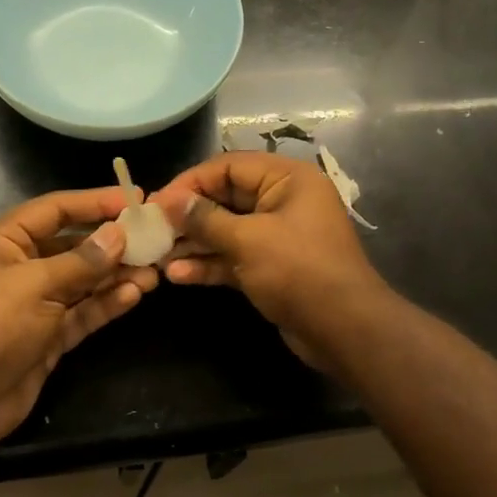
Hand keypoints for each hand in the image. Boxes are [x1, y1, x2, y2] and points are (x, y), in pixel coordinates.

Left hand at [0, 187, 158, 453]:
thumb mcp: (36, 285)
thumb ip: (82, 260)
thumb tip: (119, 234)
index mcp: (4, 241)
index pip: (55, 210)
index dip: (95, 201)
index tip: (135, 198)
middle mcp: (20, 267)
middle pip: (73, 245)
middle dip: (112, 243)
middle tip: (154, 239)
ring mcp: (35, 303)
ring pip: (83, 281)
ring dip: (116, 275)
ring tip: (154, 271)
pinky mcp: (48, 336)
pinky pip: (82, 312)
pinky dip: (106, 303)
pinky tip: (134, 295)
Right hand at [154, 152, 388, 369]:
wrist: (345, 330)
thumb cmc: (300, 271)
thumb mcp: (249, 240)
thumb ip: (206, 219)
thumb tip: (170, 202)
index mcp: (287, 179)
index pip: (229, 167)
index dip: (190, 182)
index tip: (156, 202)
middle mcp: (283, 200)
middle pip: (225, 198)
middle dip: (189, 216)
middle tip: (151, 230)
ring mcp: (278, 236)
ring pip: (227, 230)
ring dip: (194, 243)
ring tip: (157, 256)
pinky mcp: (272, 267)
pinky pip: (234, 257)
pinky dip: (210, 264)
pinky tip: (178, 276)